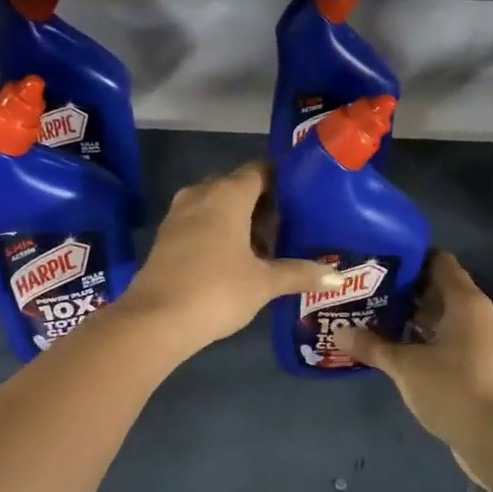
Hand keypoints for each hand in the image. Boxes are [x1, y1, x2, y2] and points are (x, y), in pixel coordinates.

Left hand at [118, 162, 339, 356]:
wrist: (155, 320)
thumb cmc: (217, 290)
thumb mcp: (264, 283)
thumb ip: (300, 274)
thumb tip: (338, 278)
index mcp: (228, 194)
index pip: (259, 170)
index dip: (281, 180)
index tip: (302, 195)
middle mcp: (201, 194)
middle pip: (238, 186)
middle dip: (262, 203)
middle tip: (289, 226)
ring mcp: (179, 214)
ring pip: (216, 204)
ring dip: (239, 219)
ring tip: (265, 246)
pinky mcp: (166, 236)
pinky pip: (199, 221)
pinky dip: (218, 231)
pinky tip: (234, 258)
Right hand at [343, 252, 492, 486]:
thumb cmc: (451, 389)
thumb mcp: (405, 366)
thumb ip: (373, 346)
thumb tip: (340, 333)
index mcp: (467, 302)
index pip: (441, 262)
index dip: (412, 258)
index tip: (381, 262)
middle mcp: (479, 314)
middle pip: (441, 288)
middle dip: (407, 289)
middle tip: (370, 290)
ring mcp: (482, 341)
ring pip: (445, 316)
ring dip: (415, 316)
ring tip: (377, 316)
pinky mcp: (480, 364)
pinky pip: (450, 338)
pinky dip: (427, 337)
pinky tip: (398, 347)